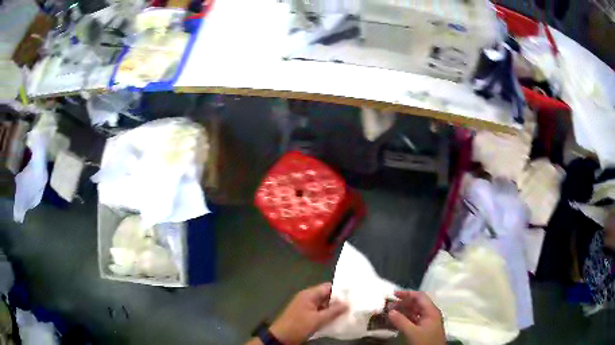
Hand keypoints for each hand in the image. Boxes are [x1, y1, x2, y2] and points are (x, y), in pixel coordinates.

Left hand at [269, 283, 347, 343]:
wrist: (281, 337)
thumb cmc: (298, 326)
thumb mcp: (317, 320)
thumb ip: (333, 311)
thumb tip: (347, 303)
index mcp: (309, 294)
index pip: (328, 287)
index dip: (340, 291)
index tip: (353, 296)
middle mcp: (307, 298)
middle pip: (326, 296)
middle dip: (338, 301)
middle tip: (353, 306)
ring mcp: (305, 307)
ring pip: (323, 305)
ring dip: (333, 309)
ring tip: (348, 313)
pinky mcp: (305, 315)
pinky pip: (319, 312)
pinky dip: (327, 315)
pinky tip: (336, 320)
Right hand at [388, 291, 444, 344]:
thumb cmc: (425, 342)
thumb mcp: (412, 332)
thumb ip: (401, 321)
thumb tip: (390, 311)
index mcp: (431, 311)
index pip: (420, 297)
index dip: (407, 294)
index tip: (393, 294)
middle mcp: (431, 314)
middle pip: (417, 303)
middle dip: (403, 303)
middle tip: (389, 305)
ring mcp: (428, 322)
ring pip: (415, 312)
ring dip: (403, 311)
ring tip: (390, 312)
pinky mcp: (424, 329)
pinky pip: (414, 319)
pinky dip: (405, 318)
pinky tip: (396, 321)